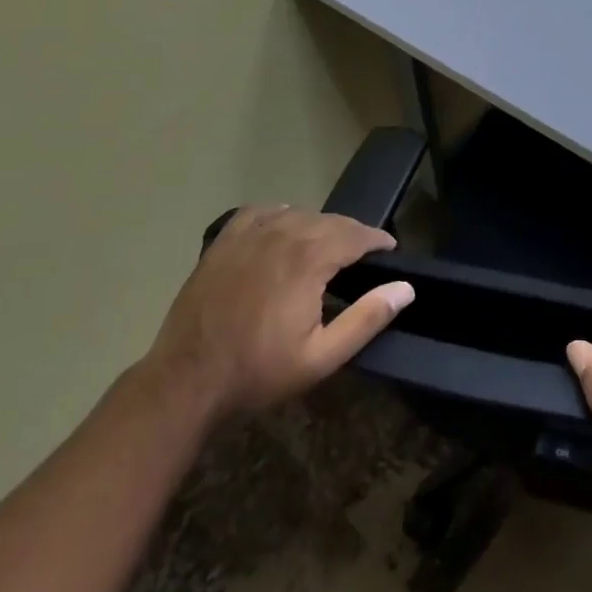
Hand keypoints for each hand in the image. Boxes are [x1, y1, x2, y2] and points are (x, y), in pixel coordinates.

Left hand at [140, 207, 414, 425]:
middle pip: (330, 221)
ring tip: (327, 245)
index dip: (377, 239)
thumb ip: (367, 319)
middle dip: (352, 233)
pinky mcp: (225, 240)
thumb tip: (405, 289)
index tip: (390, 249)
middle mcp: (283, 233)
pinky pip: (262, 211)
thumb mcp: (321, 357)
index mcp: (309, 258)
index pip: (356, 234)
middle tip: (364, 253)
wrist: (186, 380)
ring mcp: (250, 234)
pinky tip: (284, 228)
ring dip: (320, 225)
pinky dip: (281, 214)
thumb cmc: (258, 371)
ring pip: (299, 213)